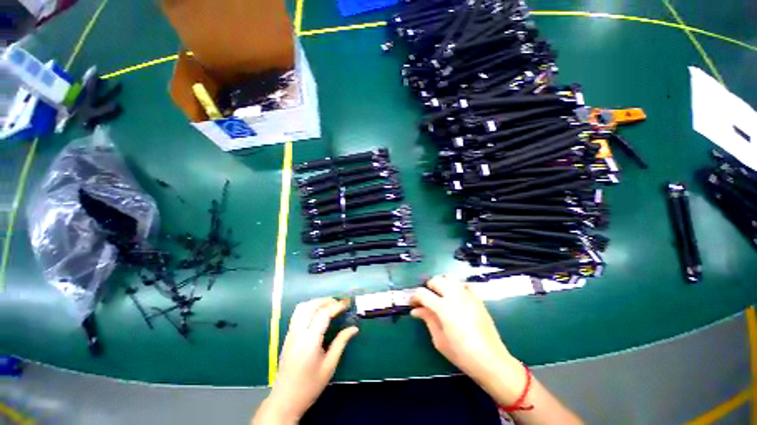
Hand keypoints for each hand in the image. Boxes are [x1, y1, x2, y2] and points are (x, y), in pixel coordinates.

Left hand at [255, 298, 357, 423]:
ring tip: (328, 306)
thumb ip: (341, 343)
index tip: (346, 305)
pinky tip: (316, 314)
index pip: (323, 314)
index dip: (336, 306)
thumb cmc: (309, 386)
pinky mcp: (287, 337)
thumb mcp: (329, 366)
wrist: (285, 401)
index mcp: (309, 341)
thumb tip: (354, 328)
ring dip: (315, 302)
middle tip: (338, 303)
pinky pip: (297, 315)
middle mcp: (298, 333)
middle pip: (310, 306)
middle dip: (325, 301)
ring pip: (301, 308)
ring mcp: (290, 334)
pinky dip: (308, 308)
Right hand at [411, 276, 524, 402]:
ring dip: (442, 284)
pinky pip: (465, 284)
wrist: (490, 360)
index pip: (423, 293)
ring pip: (450, 277)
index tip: (413, 303)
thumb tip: (416, 310)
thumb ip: (427, 319)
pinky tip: (457, 297)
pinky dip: (459, 287)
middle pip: (436, 280)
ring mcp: (468, 295)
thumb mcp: (439, 340)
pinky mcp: (477, 298)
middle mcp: (455, 296)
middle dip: (428, 287)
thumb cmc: (461, 354)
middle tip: (427, 300)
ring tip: (441, 296)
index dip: (414, 297)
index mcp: (443, 308)